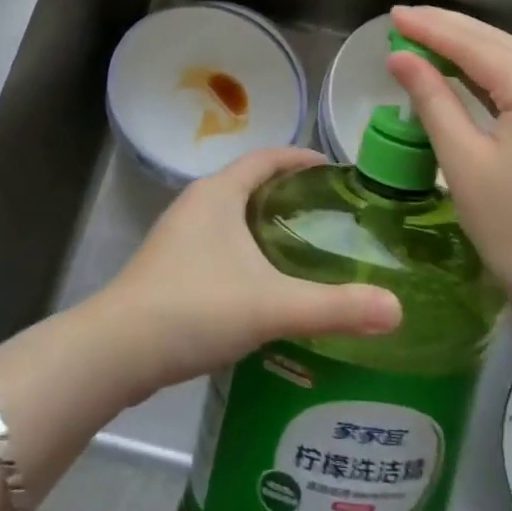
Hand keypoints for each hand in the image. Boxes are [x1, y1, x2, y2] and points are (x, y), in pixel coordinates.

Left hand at [92, 147, 402, 401]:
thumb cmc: (194, 308)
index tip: (337, 171)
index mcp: (219, 192)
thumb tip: (397, 310)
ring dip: (266, 224)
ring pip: (233, 217)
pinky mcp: (169, 268)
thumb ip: (334, 307)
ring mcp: (178, 237)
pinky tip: (264, 286)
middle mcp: (197, 204)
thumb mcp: (271, 306)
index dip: (303, 158)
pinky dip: (246, 252)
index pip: (268, 157)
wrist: (114, 353)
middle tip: (331, 215)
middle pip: (251, 183)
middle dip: (290, 193)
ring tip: (305, 248)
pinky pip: (218, 245)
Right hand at [387, 6, 511, 311]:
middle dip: (448, 28)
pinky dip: (487, 68)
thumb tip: (400, 57)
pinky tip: (459, 65)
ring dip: (466, 44)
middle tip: (403, 19)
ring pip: (511, 56)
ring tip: (422, 33)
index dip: (431, 29)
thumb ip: (432, 101)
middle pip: (496, 42)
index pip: (475, 46)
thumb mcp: (463, 162)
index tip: (393, 16)